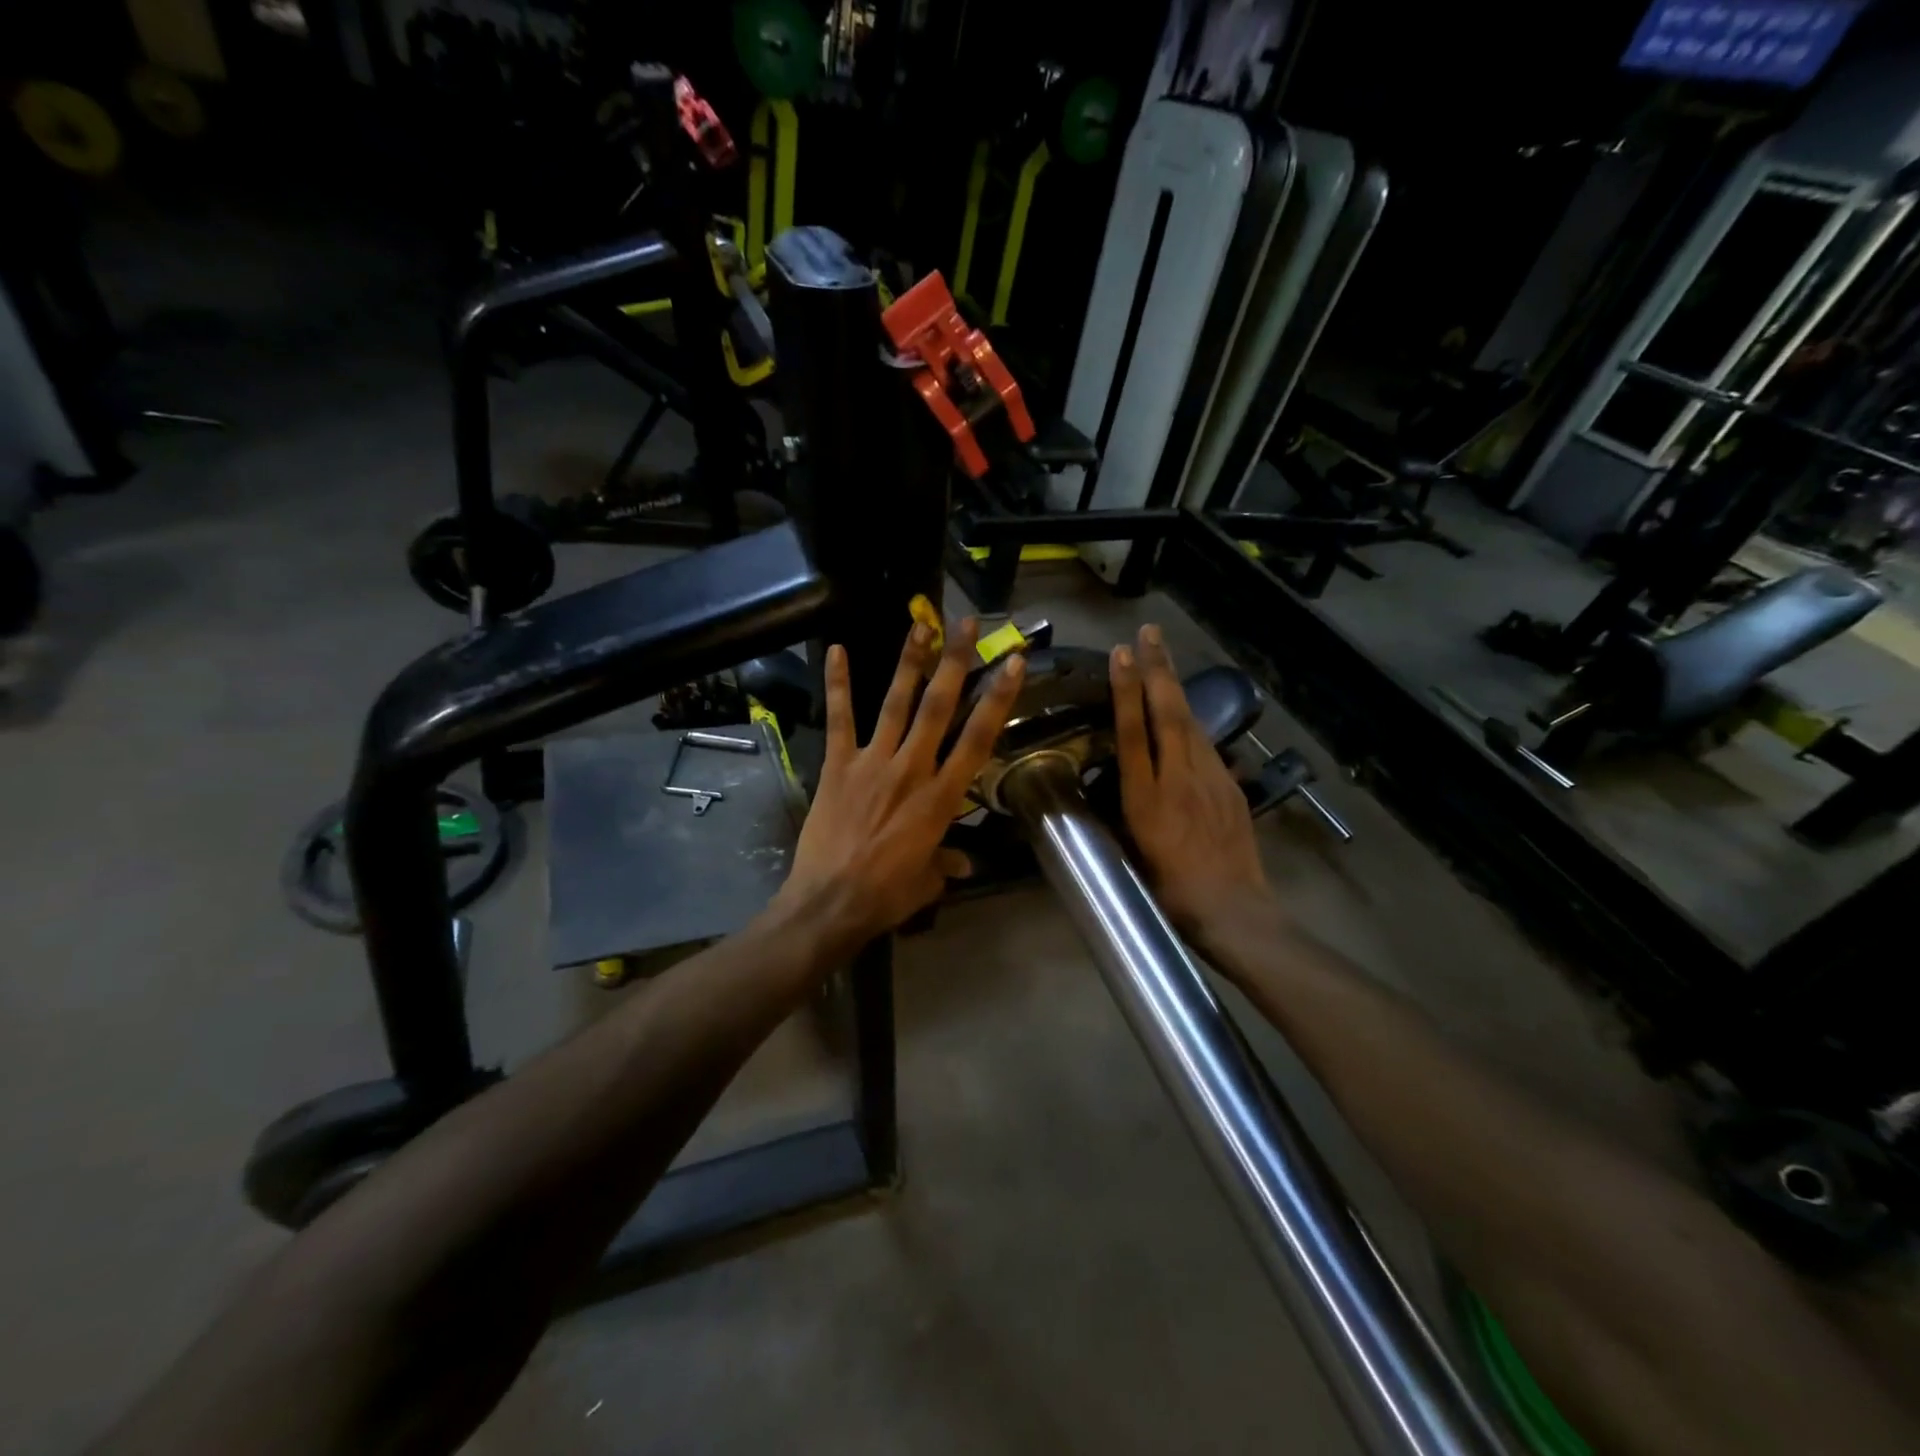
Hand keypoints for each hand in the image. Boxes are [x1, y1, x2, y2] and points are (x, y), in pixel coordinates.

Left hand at [776, 618, 1025, 948]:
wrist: (829, 903)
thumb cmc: (886, 896)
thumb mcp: (927, 881)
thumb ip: (946, 861)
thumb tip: (964, 862)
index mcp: (941, 797)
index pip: (977, 739)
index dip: (997, 699)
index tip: (1011, 663)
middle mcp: (912, 769)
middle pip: (939, 708)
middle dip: (955, 663)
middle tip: (966, 624)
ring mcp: (872, 763)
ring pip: (896, 703)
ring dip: (910, 662)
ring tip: (920, 623)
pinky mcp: (838, 765)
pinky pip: (840, 719)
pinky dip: (838, 684)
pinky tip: (836, 650)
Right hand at [1111, 624, 1271, 940]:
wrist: (1232, 910)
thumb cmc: (1168, 890)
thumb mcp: (1130, 853)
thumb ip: (1120, 811)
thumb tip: (1111, 781)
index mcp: (1146, 799)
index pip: (1133, 732)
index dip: (1126, 691)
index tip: (1121, 655)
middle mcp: (1179, 780)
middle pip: (1168, 714)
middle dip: (1157, 669)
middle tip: (1149, 631)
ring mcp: (1211, 781)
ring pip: (1191, 723)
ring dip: (1175, 686)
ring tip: (1163, 656)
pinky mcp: (1231, 787)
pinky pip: (1207, 746)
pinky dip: (1192, 721)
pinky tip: (1185, 713)